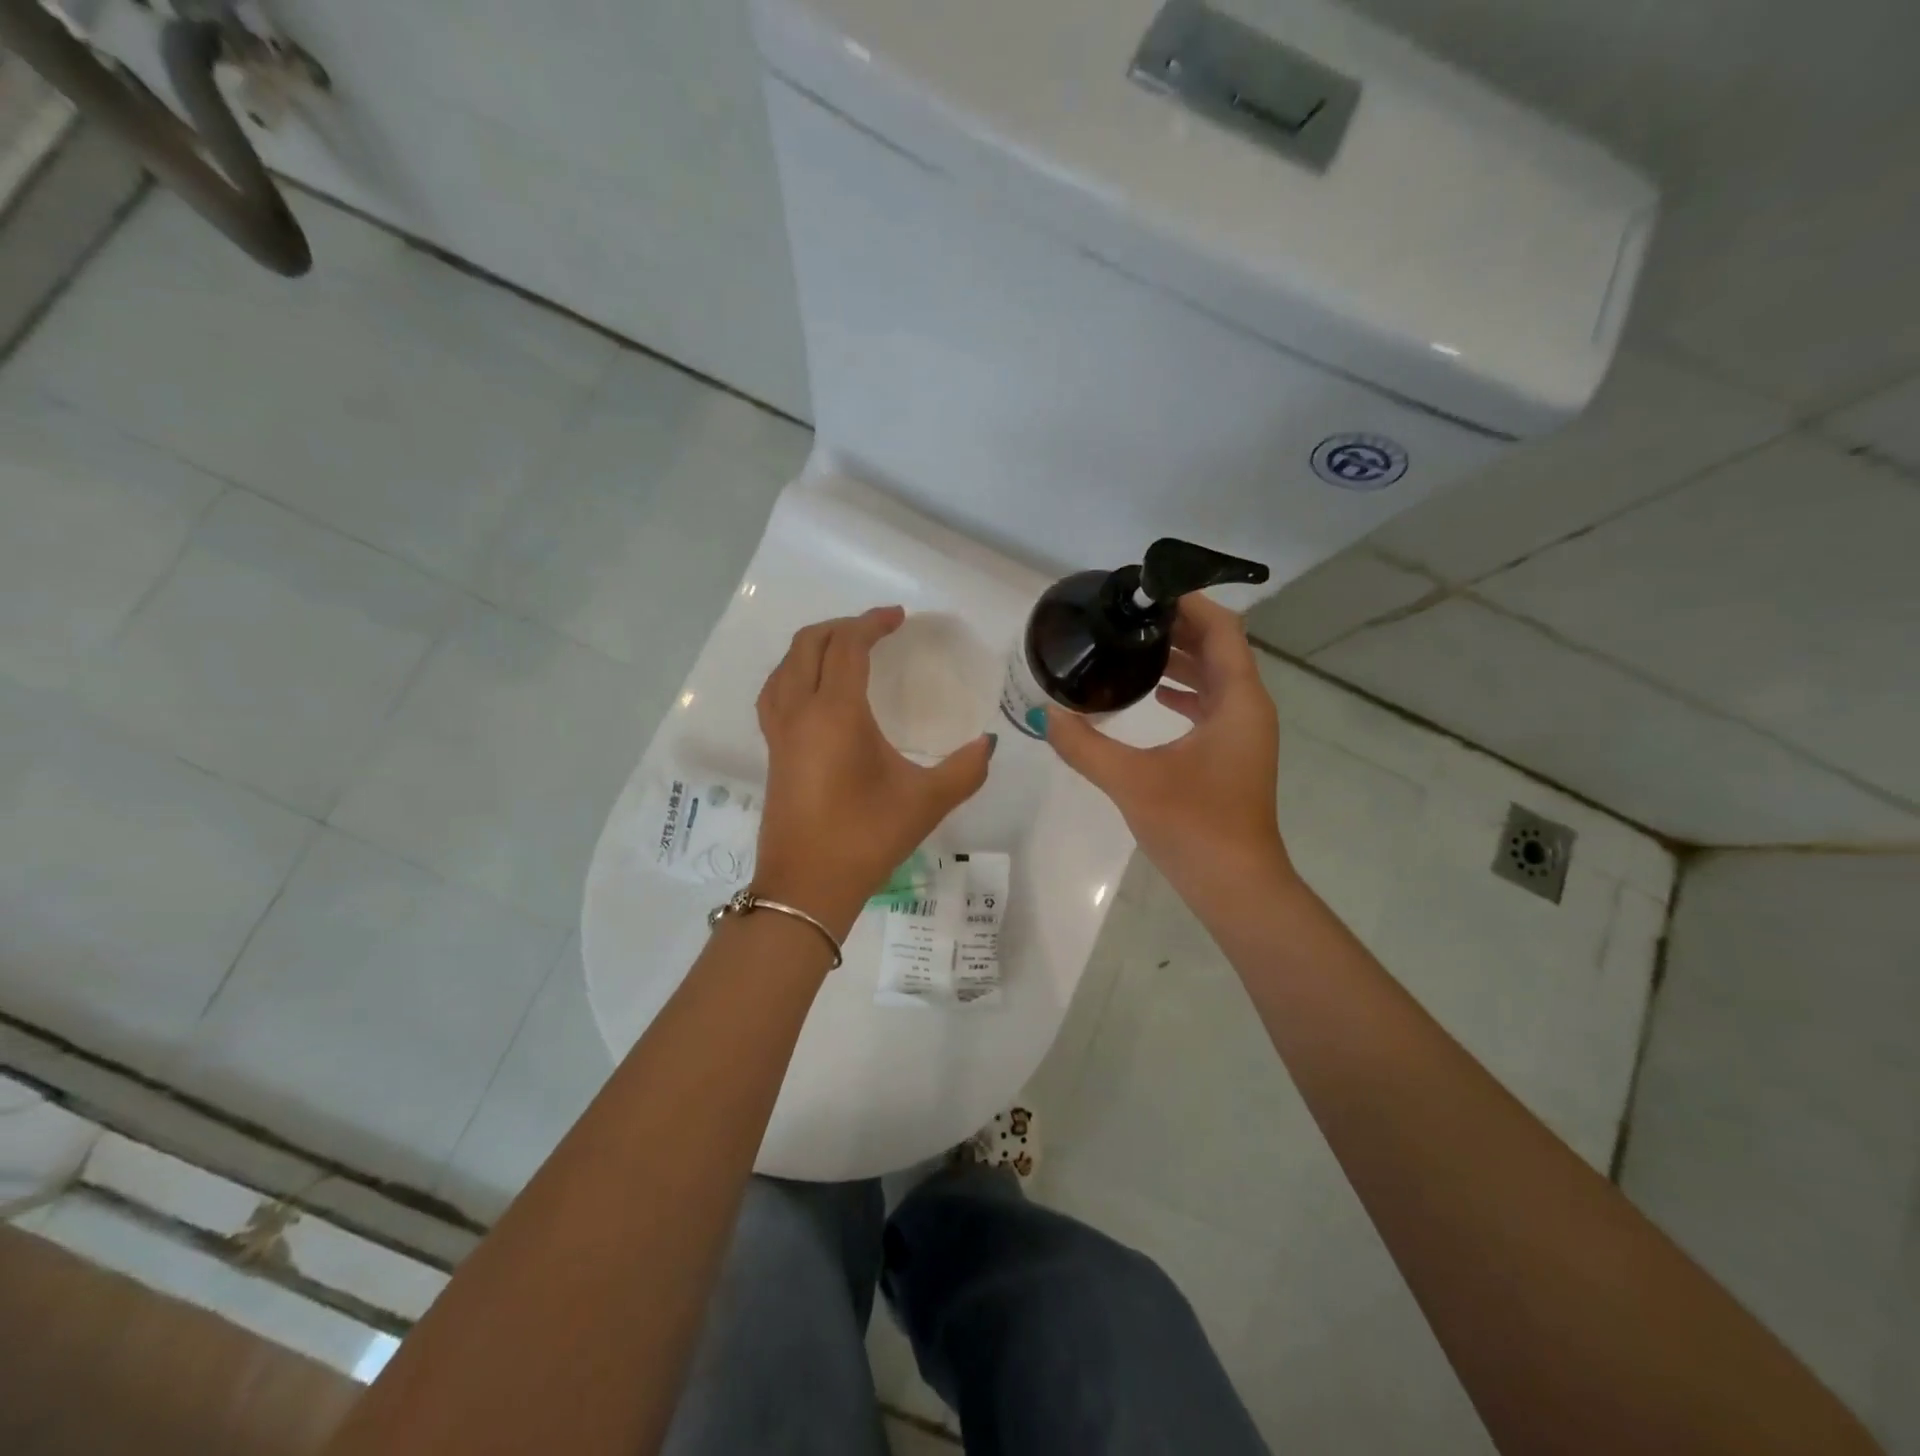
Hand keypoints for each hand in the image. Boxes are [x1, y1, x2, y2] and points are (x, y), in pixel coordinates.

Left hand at [754, 606, 994, 935]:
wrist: (806, 887)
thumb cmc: (866, 838)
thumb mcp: (926, 802)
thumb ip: (966, 769)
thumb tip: (989, 744)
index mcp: (835, 712)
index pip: (847, 646)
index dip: (872, 623)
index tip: (899, 618)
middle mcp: (799, 712)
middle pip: (808, 645)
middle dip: (842, 627)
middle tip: (877, 631)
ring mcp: (779, 732)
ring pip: (785, 666)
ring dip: (813, 646)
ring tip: (845, 651)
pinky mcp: (772, 752)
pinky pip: (775, 692)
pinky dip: (794, 673)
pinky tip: (815, 692)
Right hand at [1043, 595, 1292, 902]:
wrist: (1235, 885)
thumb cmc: (1193, 826)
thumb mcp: (1131, 780)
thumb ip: (1084, 745)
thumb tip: (1045, 713)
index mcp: (1238, 701)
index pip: (1221, 629)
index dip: (1188, 603)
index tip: (1145, 592)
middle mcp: (1249, 708)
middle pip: (1220, 648)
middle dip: (1178, 628)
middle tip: (1129, 617)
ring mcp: (1244, 733)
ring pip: (1218, 677)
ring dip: (1182, 658)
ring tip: (1134, 647)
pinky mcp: (1234, 755)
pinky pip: (1213, 705)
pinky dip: (1186, 692)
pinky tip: (1154, 695)